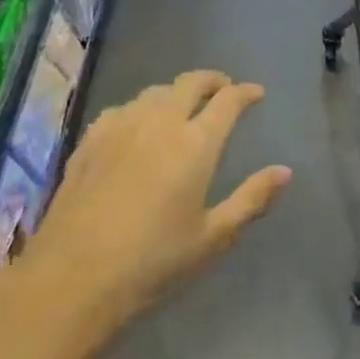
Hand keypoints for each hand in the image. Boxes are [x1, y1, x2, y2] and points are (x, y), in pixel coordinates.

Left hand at [21, 70, 290, 329]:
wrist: (73, 278)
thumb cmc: (153, 262)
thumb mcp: (212, 237)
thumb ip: (251, 199)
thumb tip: (285, 171)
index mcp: (196, 143)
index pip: (228, 101)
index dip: (245, 92)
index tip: (256, 93)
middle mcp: (160, 122)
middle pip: (191, 82)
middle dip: (213, 80)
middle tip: (223, 90)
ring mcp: (121, 125)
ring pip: (156, 91)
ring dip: (177, 92)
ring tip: (184, 107)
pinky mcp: (91, 138)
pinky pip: (123, 107)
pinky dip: (142, 108)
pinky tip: (138, 126)